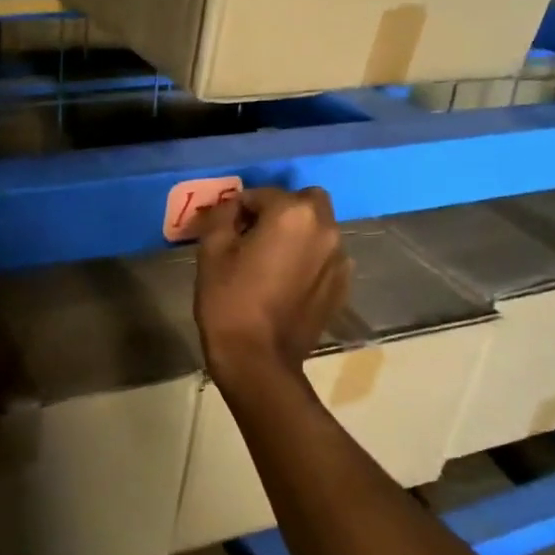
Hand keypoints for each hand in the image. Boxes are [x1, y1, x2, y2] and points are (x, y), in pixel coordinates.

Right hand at [194, 186, 347, 382]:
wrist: (257, 360)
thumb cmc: (229, 301)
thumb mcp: (212, 251)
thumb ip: (222, 215)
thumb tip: (233, 206)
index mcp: (292, 214)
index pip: (263, 194)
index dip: (241, 207)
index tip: (227, 228)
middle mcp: (325, 229)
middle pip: (305, 201)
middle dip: (282, 210)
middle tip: (256, 235)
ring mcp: (339, 259)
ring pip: (319, 229)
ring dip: (299, 234)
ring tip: (272, 261)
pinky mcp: (342, 286)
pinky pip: (325, 257)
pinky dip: (309, 259)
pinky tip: (287, 282)